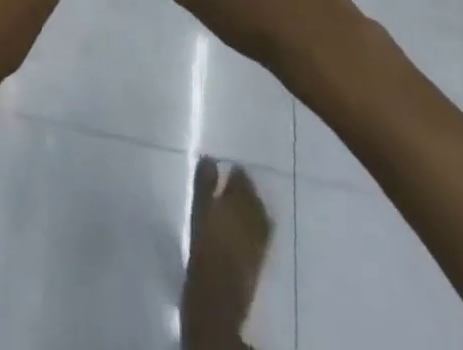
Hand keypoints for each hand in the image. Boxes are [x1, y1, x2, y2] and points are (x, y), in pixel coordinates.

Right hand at [181, 157, 271, 349]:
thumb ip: (204, 186)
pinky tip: (249, 224)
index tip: (227, 169)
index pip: (242, 179)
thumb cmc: (202, 254)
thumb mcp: (198, 215)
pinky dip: (257, 221)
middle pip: (252, 195)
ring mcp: (260, 239)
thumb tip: (209, 159)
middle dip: (245, 187)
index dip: (236, 173)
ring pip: (260, 212)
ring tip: (240, 201)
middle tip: (232, 182)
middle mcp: (253, 218)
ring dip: (252, 204)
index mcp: (237, 203)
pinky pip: (263, 230)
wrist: (216, 303)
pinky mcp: (261, 258)